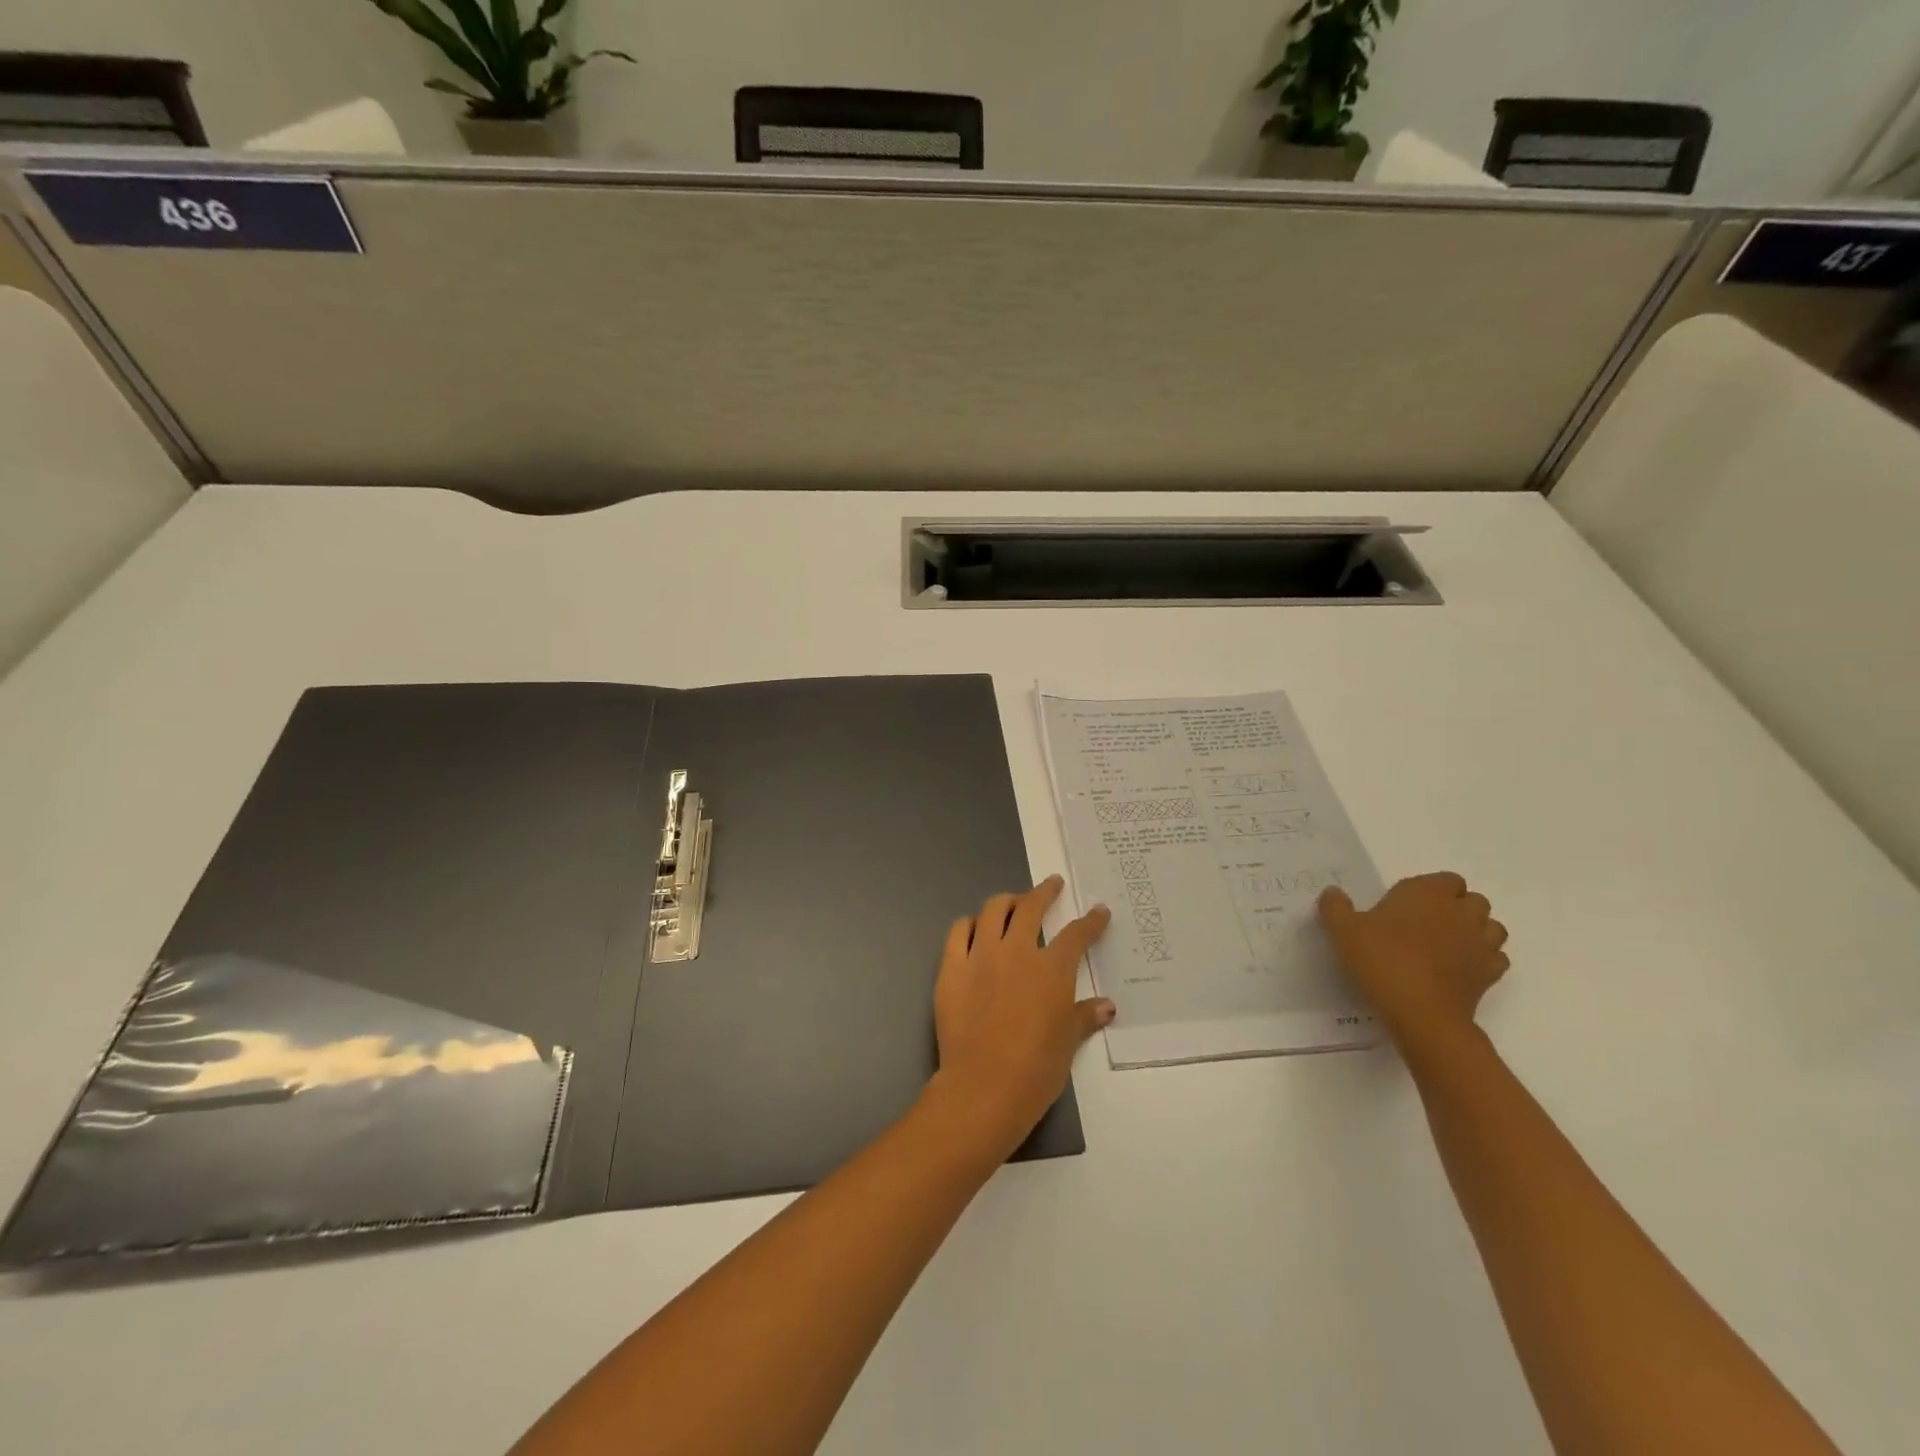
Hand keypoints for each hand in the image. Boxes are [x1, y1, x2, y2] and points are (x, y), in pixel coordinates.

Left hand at [929, 877, 1112, 1156]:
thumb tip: (1107, 1006)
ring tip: (1012, 903)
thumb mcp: (1068, 1043)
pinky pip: (958, 931)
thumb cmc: (1035, 1069)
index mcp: (1052, 969)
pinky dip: (969, 924)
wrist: (983, 1086)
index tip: (1099, 911)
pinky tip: (974, 928)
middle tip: (1051, 886)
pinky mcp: (951, 967)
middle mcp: (1017, 951)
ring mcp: (981, 955)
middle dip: (1044, 892)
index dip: (1091, 921)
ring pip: (993, 910)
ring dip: (1006, 902)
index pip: (1076, 934)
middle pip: (1030, 907)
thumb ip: (1084, 1016)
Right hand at [1319, 872, 1508, 1050]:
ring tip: (1446, 944)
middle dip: (1455, 908)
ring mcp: (1481, 944)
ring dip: (1475, 931)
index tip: (1405, 905)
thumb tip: (1333, 892)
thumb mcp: (1344, 931)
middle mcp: (1461, 913)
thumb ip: (1335, 907)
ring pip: (1491, 927)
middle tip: (1424, 924)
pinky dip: (1482, 959)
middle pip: (1473, 900)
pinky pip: (1495, 958)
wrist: (1421, 1014)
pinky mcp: (1490, 974)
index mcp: (1428, 893)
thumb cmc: (1383, 961)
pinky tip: (1459, 968)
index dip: (1430, 889)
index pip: (1446, 879)